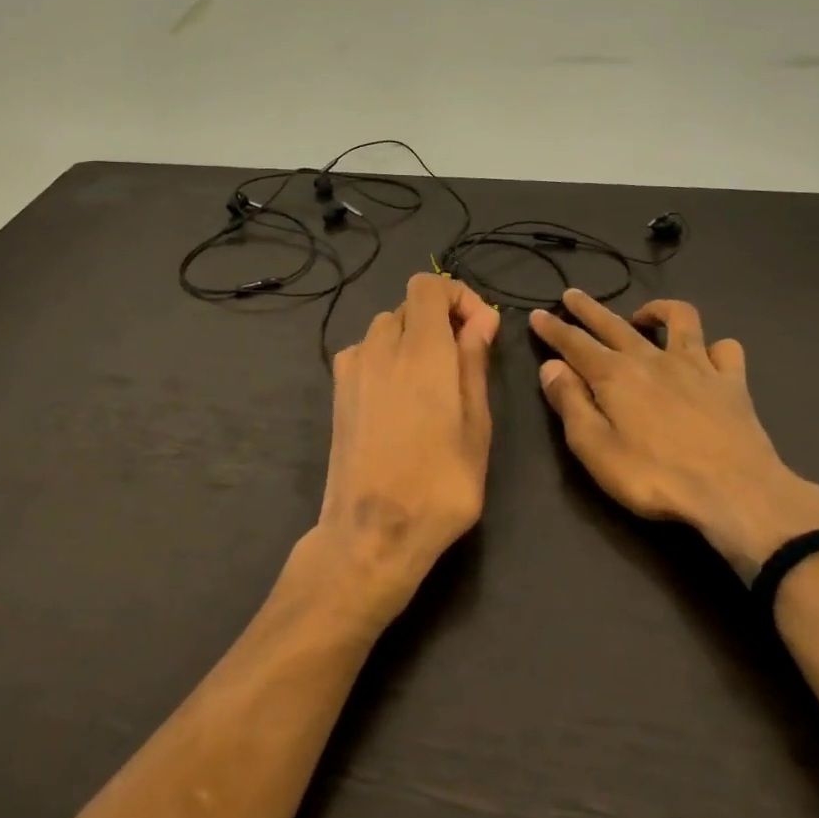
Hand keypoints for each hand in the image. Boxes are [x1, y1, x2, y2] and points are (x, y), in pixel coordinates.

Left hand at [299, 273, 500, 630]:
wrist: (371, 532)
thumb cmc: (439, 486)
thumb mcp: (476, 427)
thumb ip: (474, 364)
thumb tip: (480, 319)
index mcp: (421, 351)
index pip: (428, 285)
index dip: (458, 295)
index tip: (479, 331)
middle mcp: (380, 347)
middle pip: (409, 306)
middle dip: (441, 321)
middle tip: (463, 364)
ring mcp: (352, 368)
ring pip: (386, 328)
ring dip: (413, 340)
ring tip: (433, 386)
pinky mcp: (337, 391)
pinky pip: (365, 353)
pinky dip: (387, 358)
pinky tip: (399, 400)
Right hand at [530, 290, 818, 580]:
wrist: (734, 492)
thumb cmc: (654, 476)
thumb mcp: (594, 448)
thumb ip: (570, 403)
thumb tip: (550, 366)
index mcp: (614, 375)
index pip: (574, 344)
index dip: (553, 329)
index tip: (537, 314)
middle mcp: (652, 359)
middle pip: (614, 324)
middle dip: (589, 309)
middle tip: (572, 295)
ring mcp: (696, 366)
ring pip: (678, 318)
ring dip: (656, 310)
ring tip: (642, 316)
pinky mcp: (731, 382)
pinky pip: (724, 349)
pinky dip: (713, 348)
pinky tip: (707, 357)